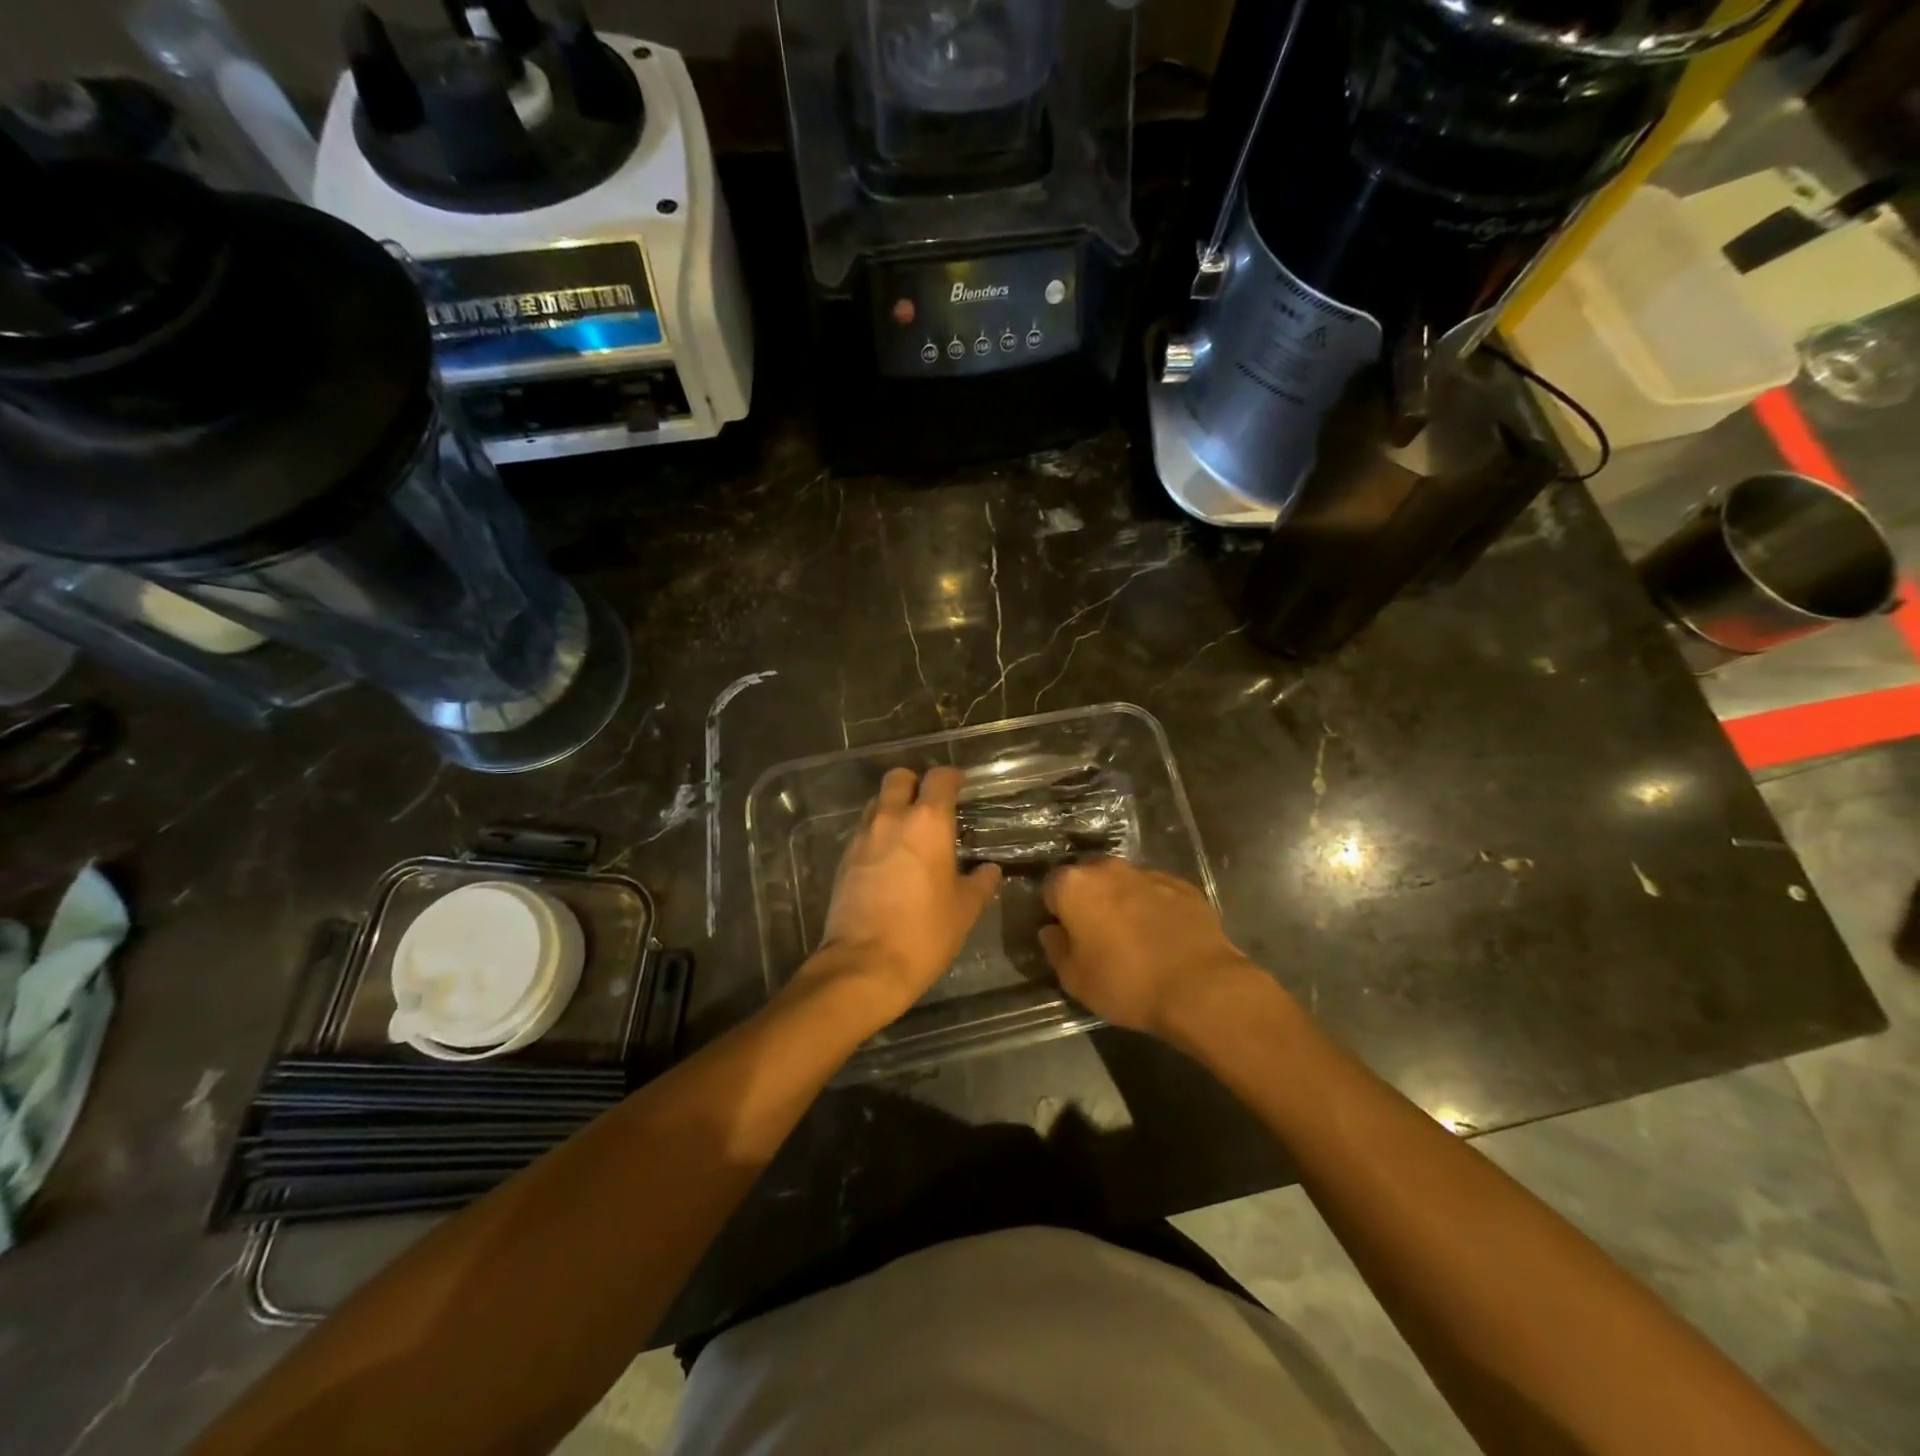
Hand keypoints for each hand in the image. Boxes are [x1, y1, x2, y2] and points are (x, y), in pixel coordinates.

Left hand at [803, 766, 1002, 1026]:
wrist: (864, 965)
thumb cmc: (924, 933)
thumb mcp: (964, 910)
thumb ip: (979, 883)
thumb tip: (989, 871)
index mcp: (928, 823)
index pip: (939, 779)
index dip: (951, 777)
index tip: (960, 785)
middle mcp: (892, 819)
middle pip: (898, 778)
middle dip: (915, 783)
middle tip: (930, 803)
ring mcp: (863, 837)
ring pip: (877, 802)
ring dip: (893, 806)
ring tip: (909, 831)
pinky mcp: (844, 858)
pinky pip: (863, 830)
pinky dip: (877, 833)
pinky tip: (889, 857)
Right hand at [1040, 858, 1257, 1037]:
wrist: (1201, 987)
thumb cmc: (1126, 983)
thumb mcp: (1075, 980)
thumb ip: (1056, 949)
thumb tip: (1052, 931)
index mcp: (1075, 885)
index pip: (1052, 888)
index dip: (1056, 912)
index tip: (1066, 935)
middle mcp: (1109, 869)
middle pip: (1089, 879)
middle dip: (1089, 900)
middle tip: (1097, 936)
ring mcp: (1149, 874)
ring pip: (1124, 883)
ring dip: (1122, 902)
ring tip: (1134, 938)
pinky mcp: (1183, 886)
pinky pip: (1157, 893)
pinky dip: (1154, 908)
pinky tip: (1163, 937)